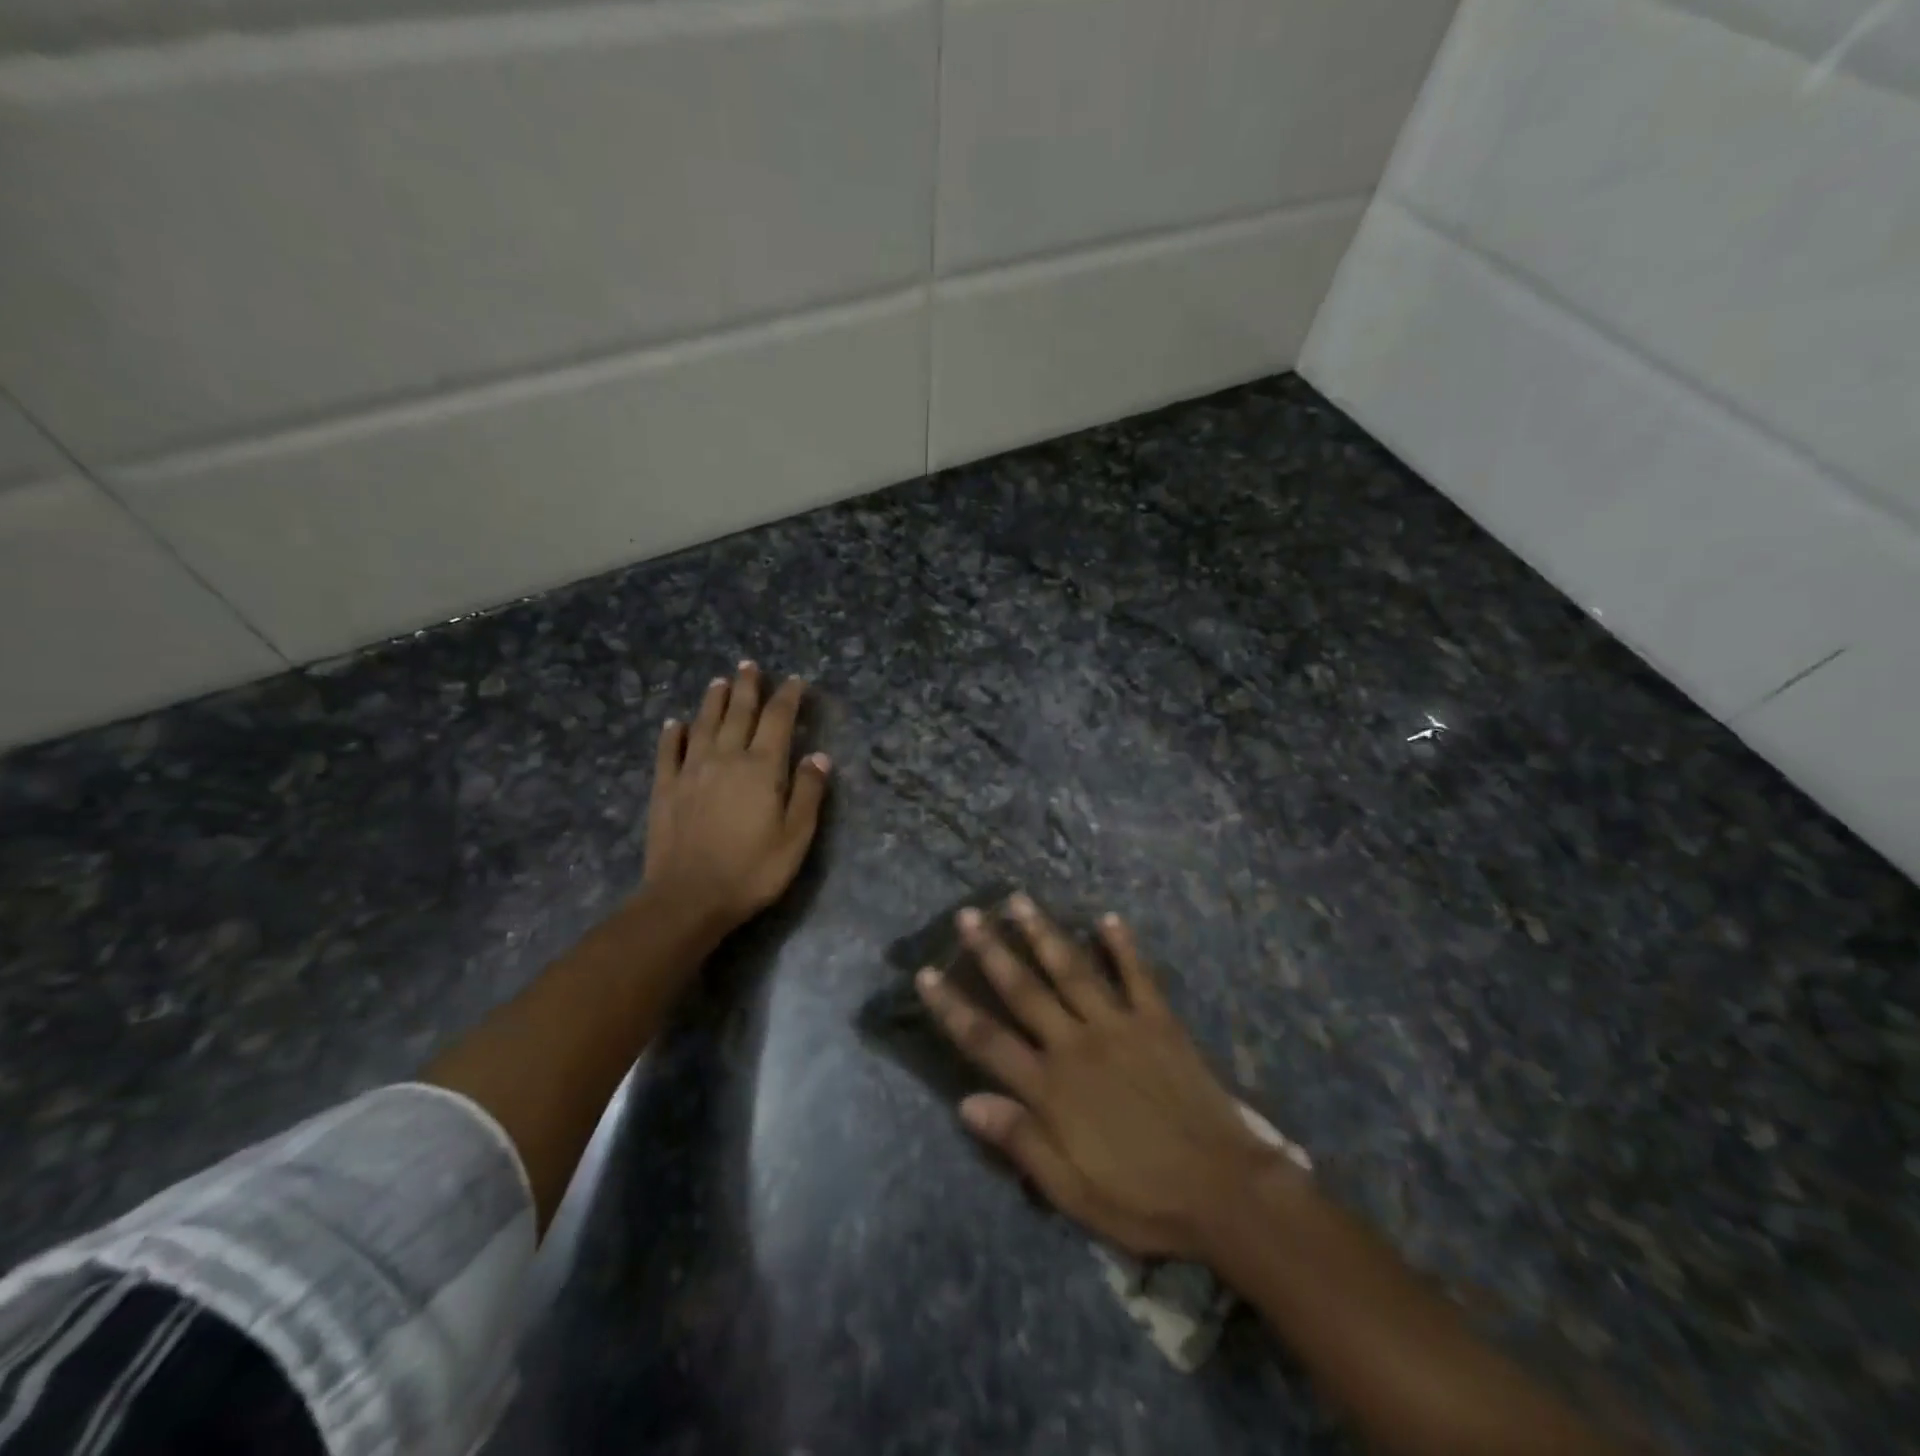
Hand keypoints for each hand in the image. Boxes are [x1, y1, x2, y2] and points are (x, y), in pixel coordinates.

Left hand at [642, 662, 829, 934]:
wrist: (689, 897)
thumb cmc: (752, 870)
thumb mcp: (795, 837)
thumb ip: (808, 793)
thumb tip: (819, 756)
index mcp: (762, 768)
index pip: (778, 721)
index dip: (788, 698)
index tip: (795, 681)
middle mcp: (726, 758)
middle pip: (739, 713)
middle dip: (747, 687)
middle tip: (749, 664)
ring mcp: (691, 770)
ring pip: (704, 724)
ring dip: (713, 701)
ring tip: (719, 681)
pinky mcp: (665, 788)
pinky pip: (668, 751)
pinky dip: (672, 734)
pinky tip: (675, 723)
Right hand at [917, 895, 1302, 1261]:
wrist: (1224, 1191)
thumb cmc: (1142, 1198)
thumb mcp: (1071, 1191)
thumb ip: (1020, 1142)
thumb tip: (966, 1102)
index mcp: (1050, 1087)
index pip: (986, 1039)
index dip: (952, 1007)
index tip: (927, 974)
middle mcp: (1077, 1044)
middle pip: (1025, 990)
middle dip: (992, 951)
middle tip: (968, 914)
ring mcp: (1119, 1026)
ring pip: (1072, 970)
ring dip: (1043, 933)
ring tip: (1020, 900)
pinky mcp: (1159, 1022)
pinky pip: (1138, 975)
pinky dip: (1123, 945)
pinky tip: (1108, 918)